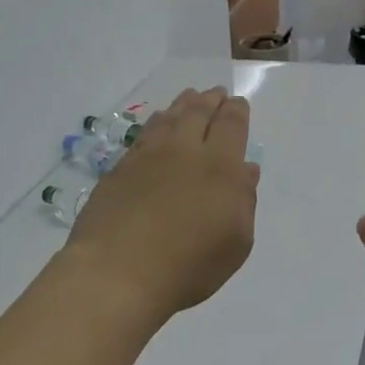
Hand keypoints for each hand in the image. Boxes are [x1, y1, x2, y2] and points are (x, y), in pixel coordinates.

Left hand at [63, 88, 259, 323]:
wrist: (118, 271)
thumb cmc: (188, 265)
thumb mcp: (235, 242)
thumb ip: (244, 201)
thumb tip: (246, 169)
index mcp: (220, 166)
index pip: (231, 126)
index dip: (236, 111)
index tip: (237, 103)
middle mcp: (184, 151)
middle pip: (198, 113)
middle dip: (210, 100)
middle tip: (215, 93)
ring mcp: (148, 157)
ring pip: (169, 118)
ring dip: (182, 105)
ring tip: (189, 98)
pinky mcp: (120, 168)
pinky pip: (144, 134)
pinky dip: (156, 122)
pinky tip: (158, 124)